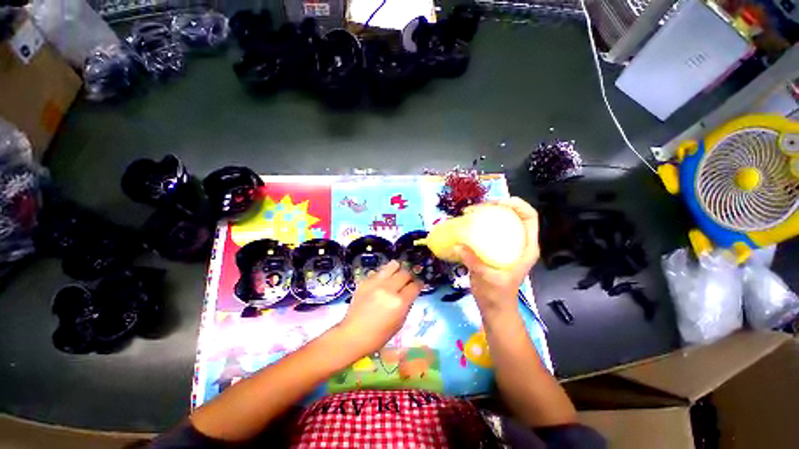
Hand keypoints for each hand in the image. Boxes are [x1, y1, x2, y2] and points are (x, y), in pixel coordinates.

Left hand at [337, 260, 421, 357]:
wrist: (353, 335)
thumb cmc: (379, 335)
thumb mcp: (399, 323)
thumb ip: (406, 305)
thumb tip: (409, 293)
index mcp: (399, 303)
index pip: (415, 286)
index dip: (419, 284)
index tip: (418, 285)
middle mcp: (389, 289)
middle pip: (405, 273)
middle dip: (409, 277)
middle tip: (407, 282)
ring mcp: (376, 283)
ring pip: (393, 265)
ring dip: (397, 270)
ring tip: (396, 276)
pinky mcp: (365, 281)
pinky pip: (379, 272)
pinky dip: (384, 275)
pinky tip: (381, 283)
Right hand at [457, 197, 540, 318]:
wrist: (494, 309)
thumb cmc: (497, 296)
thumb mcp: (488, 278)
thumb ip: (474, 261)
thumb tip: (458, 245)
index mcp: (526, 248)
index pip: (529, 217)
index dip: (517, 204)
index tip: (496, 203)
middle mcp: (519, 243)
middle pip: (514, 215)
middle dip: (497, 206)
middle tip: (477, 207)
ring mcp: (507, 246)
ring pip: (501, 222)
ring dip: (487, 214)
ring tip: (470, 213)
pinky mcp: (495, 250)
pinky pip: (489, 231)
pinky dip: (479, 225)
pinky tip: (467, 226)